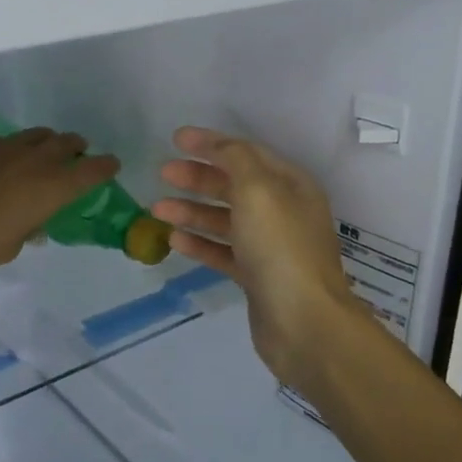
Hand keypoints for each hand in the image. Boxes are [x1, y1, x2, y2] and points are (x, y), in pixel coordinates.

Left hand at [0, 128, 120, 284]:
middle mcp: (34, 160)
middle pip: (65, 142)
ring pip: (36, 136)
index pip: (91, 169)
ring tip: (42, 155)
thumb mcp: (14, 244)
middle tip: (77, 155)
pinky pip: (6, 142)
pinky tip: (5, 164)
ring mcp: (4, 148)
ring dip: (46, 143)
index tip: (112, 164)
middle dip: (76, 148)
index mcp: (53, 186)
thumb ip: (30, 226)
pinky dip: (15, 149)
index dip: (105, 166)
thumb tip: (34, 222)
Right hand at [152, 127, 358, 382]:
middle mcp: (283, 212)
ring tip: (157, 209)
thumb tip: (217, 145)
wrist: (303, 322)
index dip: (212, 144)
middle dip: (198, 177)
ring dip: (192, 211)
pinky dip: (200, 243)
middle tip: (163, 173)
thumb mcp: (258, 189)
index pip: (247, 154)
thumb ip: (235, 159)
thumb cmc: (280, 247)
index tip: (176, 139)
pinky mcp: (256, 277)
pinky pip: (223, 252)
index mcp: (291, 185)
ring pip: (225, 220)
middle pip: (234, 186)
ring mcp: (270, 247)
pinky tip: (175, 240)